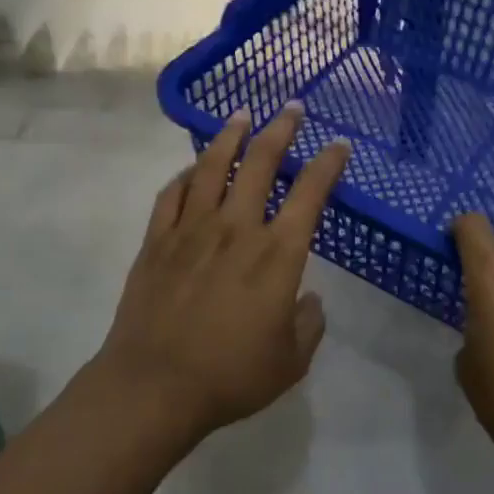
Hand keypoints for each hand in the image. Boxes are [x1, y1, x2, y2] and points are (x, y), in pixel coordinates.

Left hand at [96, 104, 350, 442]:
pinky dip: (186, 175)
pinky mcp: (157, 240)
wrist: (154, 386)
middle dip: (280, 130)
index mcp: (276, 254)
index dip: (328, 164)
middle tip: (292, 108)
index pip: (310, 194)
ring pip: (212, 167)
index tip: (339, 145)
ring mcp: (191, 230)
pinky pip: (172, 194)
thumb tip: (310, 300)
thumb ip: (309, 325)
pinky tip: (193, 169)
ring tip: (241, 116)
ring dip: (230, 136)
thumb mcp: (290, 362)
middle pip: (260, 163)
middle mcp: (236, 229)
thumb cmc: (230, 376)